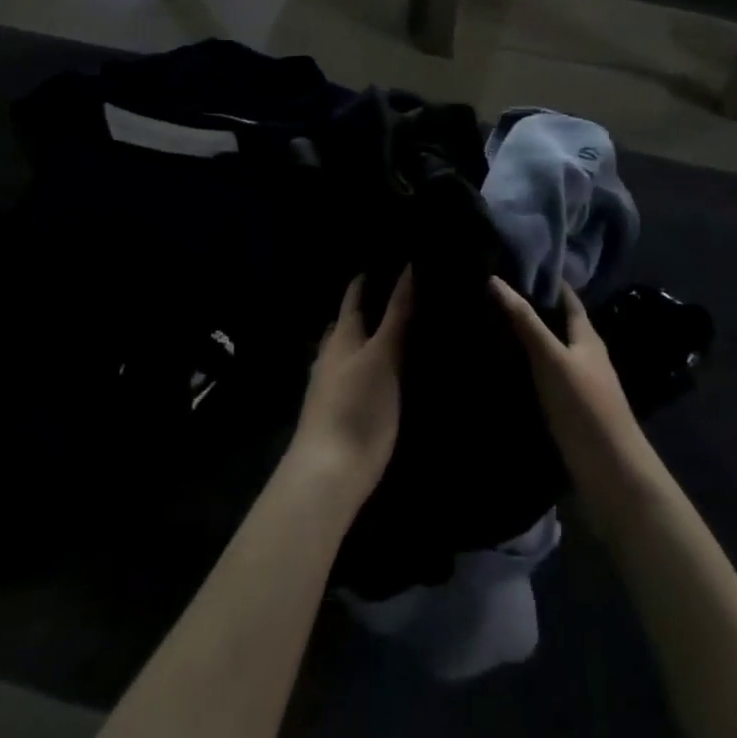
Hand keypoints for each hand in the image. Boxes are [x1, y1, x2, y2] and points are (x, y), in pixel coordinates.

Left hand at [288, 268, 413, 505]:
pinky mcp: (339, 417)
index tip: (382, 265)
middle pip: (345, 327)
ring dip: (364, 343)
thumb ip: (396, 315)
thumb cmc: (357, 405)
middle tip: (392, 298)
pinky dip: (367, 371)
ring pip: (347, 355)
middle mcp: (331, 358)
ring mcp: (331, 390)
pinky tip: (382, 378)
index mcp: (341, 339)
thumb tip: (407, 268)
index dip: (364, 282)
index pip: (352, 301)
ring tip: (393, 336)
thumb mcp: (383, 355)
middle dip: (363, 312)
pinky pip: (353, 381)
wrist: (329, 473)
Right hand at [491, 276, 658, 528]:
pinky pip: (544, 381)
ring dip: (526, 341)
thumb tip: (495, 279)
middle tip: (491, 295)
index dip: (546, 280)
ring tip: (488, 328)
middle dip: (531, 310)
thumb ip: (525, 322)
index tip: (514, 264)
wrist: (612, 477)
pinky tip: (503, 373)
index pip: (567, 298)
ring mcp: (579, 387)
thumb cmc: (585, 408)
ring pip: (550, 353)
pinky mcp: (569, 413)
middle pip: (558, 325)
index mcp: (588, 338)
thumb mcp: (552, 359)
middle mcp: (585, 357)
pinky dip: (525, 371)